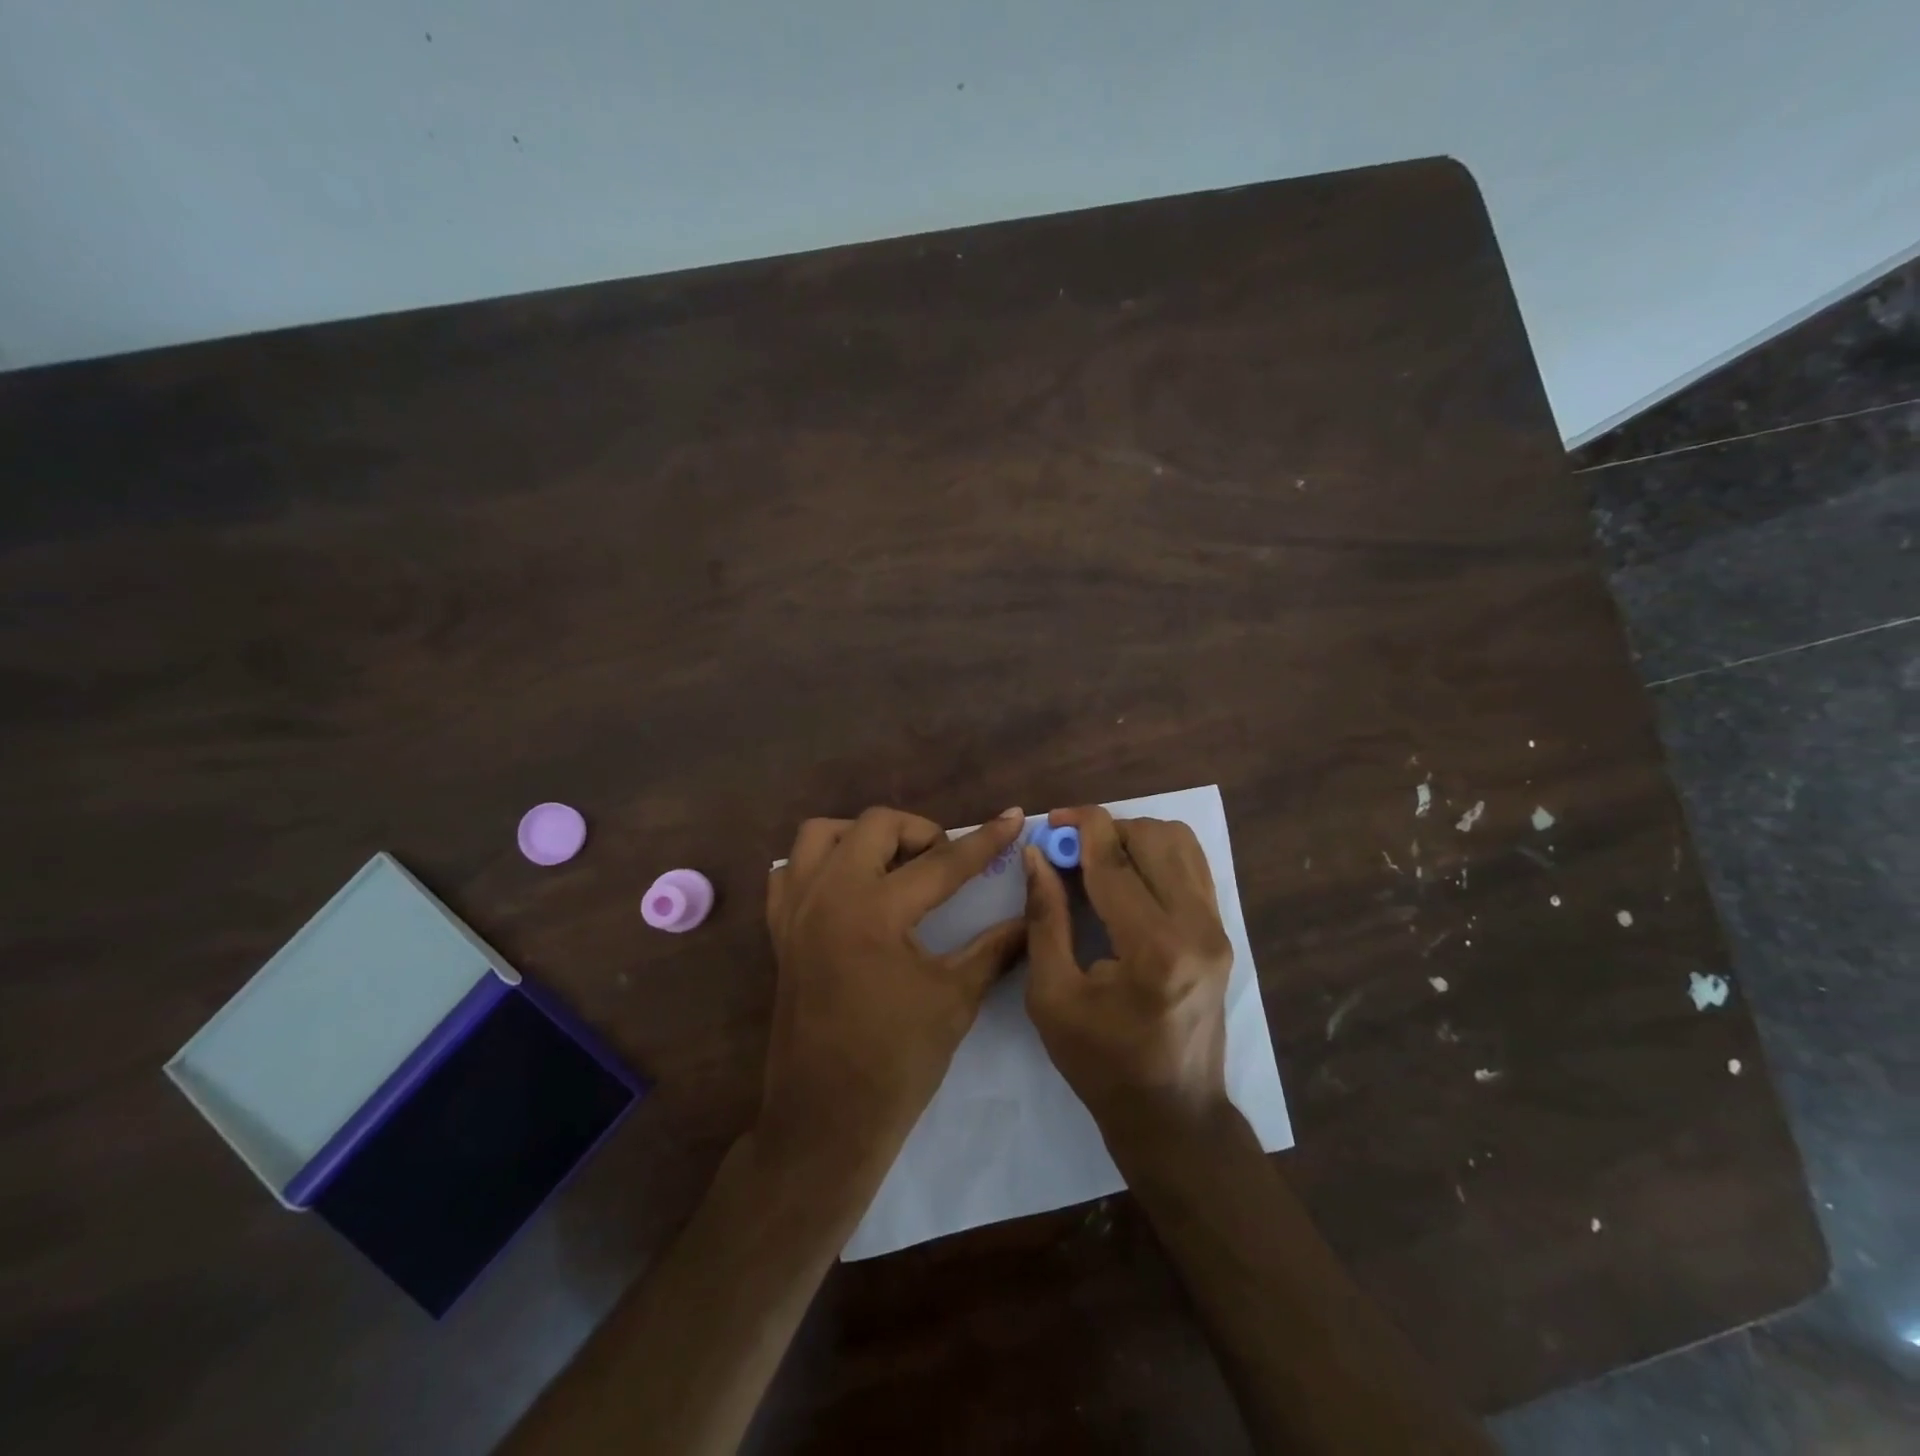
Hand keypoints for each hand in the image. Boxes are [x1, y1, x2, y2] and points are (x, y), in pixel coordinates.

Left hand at [762, 806, 1028, 1174]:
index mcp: (874, 911)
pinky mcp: (780, 931)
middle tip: (944, 862)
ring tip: (894, 866)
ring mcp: (795, 910)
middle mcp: (828, 895)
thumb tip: (1031, 919)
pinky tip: (850, 890)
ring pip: (822, 835)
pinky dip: (821, 865)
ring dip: (863, 837)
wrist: (826, 1120)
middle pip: (875, 825)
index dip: (984, 840)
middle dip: (919, 832)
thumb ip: (994, 948)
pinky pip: (791, 870)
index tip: (1014, 816)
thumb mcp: (955, 999)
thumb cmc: (896, 1063)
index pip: (941, 862)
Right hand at [1023, 807, 1235, 1138]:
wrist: (1173, 1115)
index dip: (1080, 828)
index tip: (1051, 819)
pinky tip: (1128, 877)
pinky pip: (1192, 866)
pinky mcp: (1223, 933)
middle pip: (1154, 837)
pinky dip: (1158, 854)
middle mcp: (1197, 927)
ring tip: (1098, 860)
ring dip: (1134, 837)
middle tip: (1069, 848)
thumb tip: (1036, 855)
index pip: (1115, 860)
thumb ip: (1045, 917)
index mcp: (1153, 948)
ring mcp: (1218, 928)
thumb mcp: (1053, 996)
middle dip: (1106, 830)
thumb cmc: (1102, 1064)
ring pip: (1180, 843)